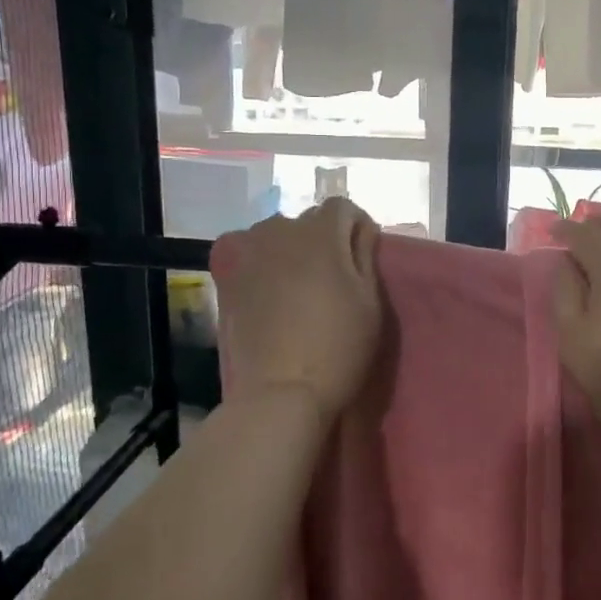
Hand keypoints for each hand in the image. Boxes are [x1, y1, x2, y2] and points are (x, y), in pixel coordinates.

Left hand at [211, 198, 382, 422]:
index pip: (343, 208)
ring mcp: (250, 253)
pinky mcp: (230, 277)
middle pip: (309, 222)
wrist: (281, 392)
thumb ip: (365, 255)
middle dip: (325, 240)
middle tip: (333, 279)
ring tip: (300, 286)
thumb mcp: (370, 300)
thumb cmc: (338, 345)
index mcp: (321, 232)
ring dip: (292, 251)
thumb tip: (359, 230)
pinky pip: (252, 256)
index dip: (357, 229)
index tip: (362, 260)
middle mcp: (281, 230)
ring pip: (278, 236)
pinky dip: (264, 265)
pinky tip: (272, 294)